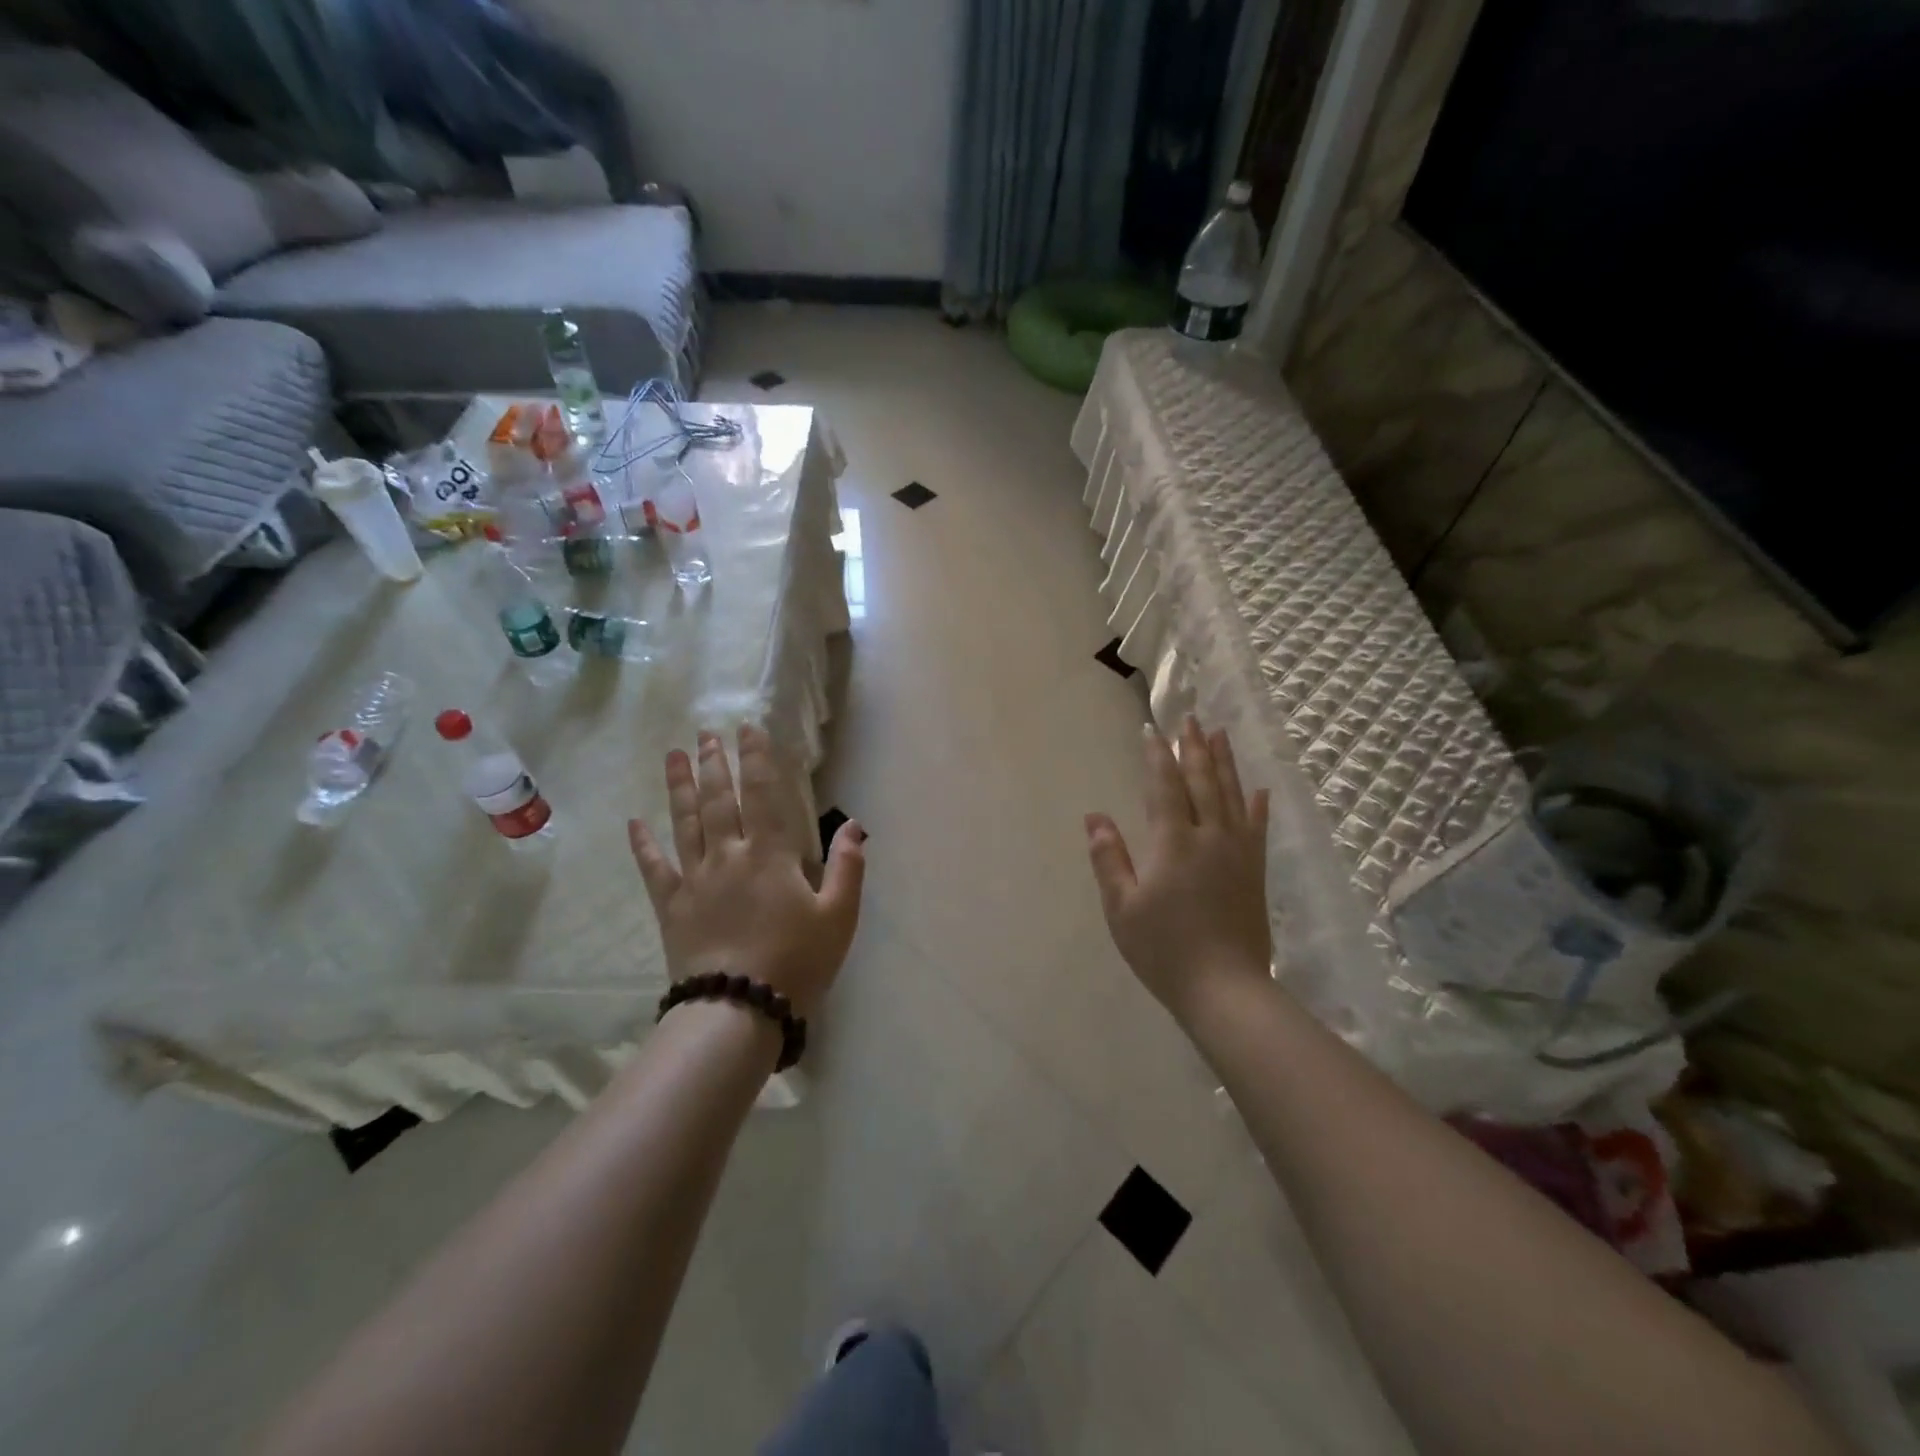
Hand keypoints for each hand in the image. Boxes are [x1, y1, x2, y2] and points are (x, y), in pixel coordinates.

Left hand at [628, 724, 864, 1016]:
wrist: (738, 1010)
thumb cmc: (796, 962)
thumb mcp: (839, 916)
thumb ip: (848, 867)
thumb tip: (853, 825)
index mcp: (769, 854)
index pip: (761, 793)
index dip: (755, 758)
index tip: (747, 728)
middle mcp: (728, 855)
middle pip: (717, 799)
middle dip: (713, 763)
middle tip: (705, 734)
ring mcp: (694, 879)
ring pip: (683, 822)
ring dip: (678, 786)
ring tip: (673, 755)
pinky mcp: (671, 906)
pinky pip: (653, 868)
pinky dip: (642, 844)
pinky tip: (634, 822)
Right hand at [1085, 716, 1271, 1019]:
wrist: (1225, 989)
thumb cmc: (1164, 949)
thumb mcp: (1122, 906)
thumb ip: (1109, 858)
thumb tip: (1094, 816)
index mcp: (1173, 842)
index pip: (1163, 786)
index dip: (1156, 755)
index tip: (1151, 729)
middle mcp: (1209, 837)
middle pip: (1202, 781)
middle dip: (1193, 747)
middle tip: (1190, 718)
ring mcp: (1238, 853)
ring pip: (1231, 795)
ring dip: (1224, 762)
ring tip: (1220, 734)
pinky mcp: (1255, 872)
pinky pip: (1257, 828)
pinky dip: (1258, 805)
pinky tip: (1260, 789)